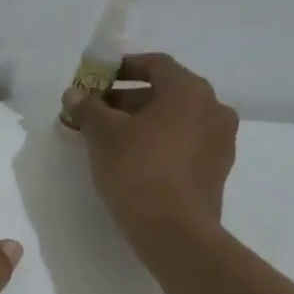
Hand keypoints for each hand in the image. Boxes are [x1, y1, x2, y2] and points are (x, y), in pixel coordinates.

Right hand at [63, 54, 238, 247]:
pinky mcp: (216, 169)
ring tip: (108, 137)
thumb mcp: (103, 134)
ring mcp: (220, 140)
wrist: (173, 230)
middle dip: (127, 98)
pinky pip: (183, 142)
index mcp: (189, 91)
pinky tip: (131, 158)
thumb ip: (88, 107)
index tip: (97, 79)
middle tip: (95, 111)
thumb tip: (74, 93)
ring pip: (175, 119)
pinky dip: (158, 141)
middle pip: (165, 92)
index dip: (123, 67)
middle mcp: (213, 109)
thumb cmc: (137, 168)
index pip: (156, 64)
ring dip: (142, 121)